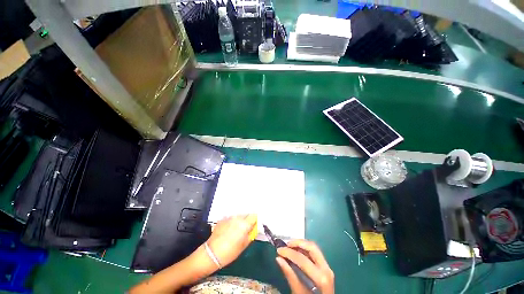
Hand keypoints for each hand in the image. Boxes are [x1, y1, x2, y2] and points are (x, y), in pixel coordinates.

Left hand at [207, 214, 256, 266]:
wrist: (211, 254)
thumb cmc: (230, 252)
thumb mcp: (244, 245)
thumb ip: (251, 234)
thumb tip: (254, 228)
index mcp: (244, 224)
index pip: (254, 216)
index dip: (255, 221)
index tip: (254, 226)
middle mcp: (237, 218)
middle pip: (246, 215)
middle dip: (247, 220)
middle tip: (246, 230)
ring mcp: (229, 217)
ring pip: (238, 216)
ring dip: (240, 221)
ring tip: (236, 231)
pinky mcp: (222, 219)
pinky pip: (231, 218)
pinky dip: (232, 222)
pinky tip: (229, 231)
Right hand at [276, 239, 333, 293]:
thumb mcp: (299, 293)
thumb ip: (290, 275)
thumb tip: (279, 258)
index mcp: (321, 277)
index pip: (303, 259)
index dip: (289, 253)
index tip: (279, 250)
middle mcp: (326, 269)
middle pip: (312, 248)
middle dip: (297, 243)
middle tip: (286, 245)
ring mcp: (327, 267)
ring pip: (314, 248)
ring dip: (301, 244)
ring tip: (289, 246)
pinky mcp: (325, 267)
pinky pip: (314, 253)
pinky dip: (304, 249)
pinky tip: (296, 250)